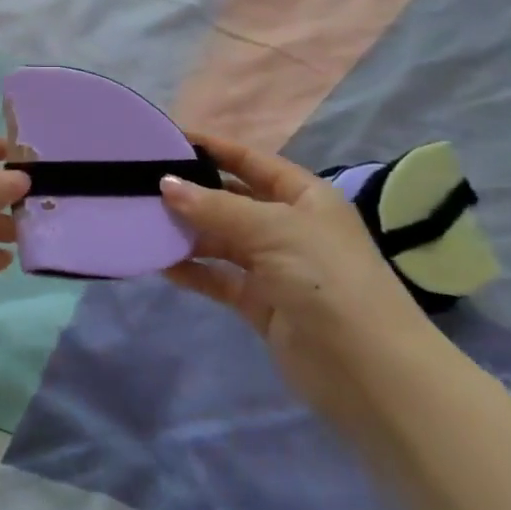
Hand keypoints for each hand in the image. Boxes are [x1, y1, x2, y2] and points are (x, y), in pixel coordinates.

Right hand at [159, 133, 442, 440]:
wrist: (369, 370)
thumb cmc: (326, 279)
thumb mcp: (272, 229)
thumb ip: (215, 207)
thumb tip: (165, 184)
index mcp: (304, 197)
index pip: (250, 161)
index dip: (212, 148)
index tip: (166, 139)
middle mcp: (289, 226)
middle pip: (231, 200)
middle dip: (191, 193)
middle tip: (141, 184)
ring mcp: (275, 266)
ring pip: (220, 239)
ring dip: (187, 233)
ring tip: (143, 223)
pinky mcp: (261, 303)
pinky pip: (219, 277)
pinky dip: (192, 270)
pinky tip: (161, 263)